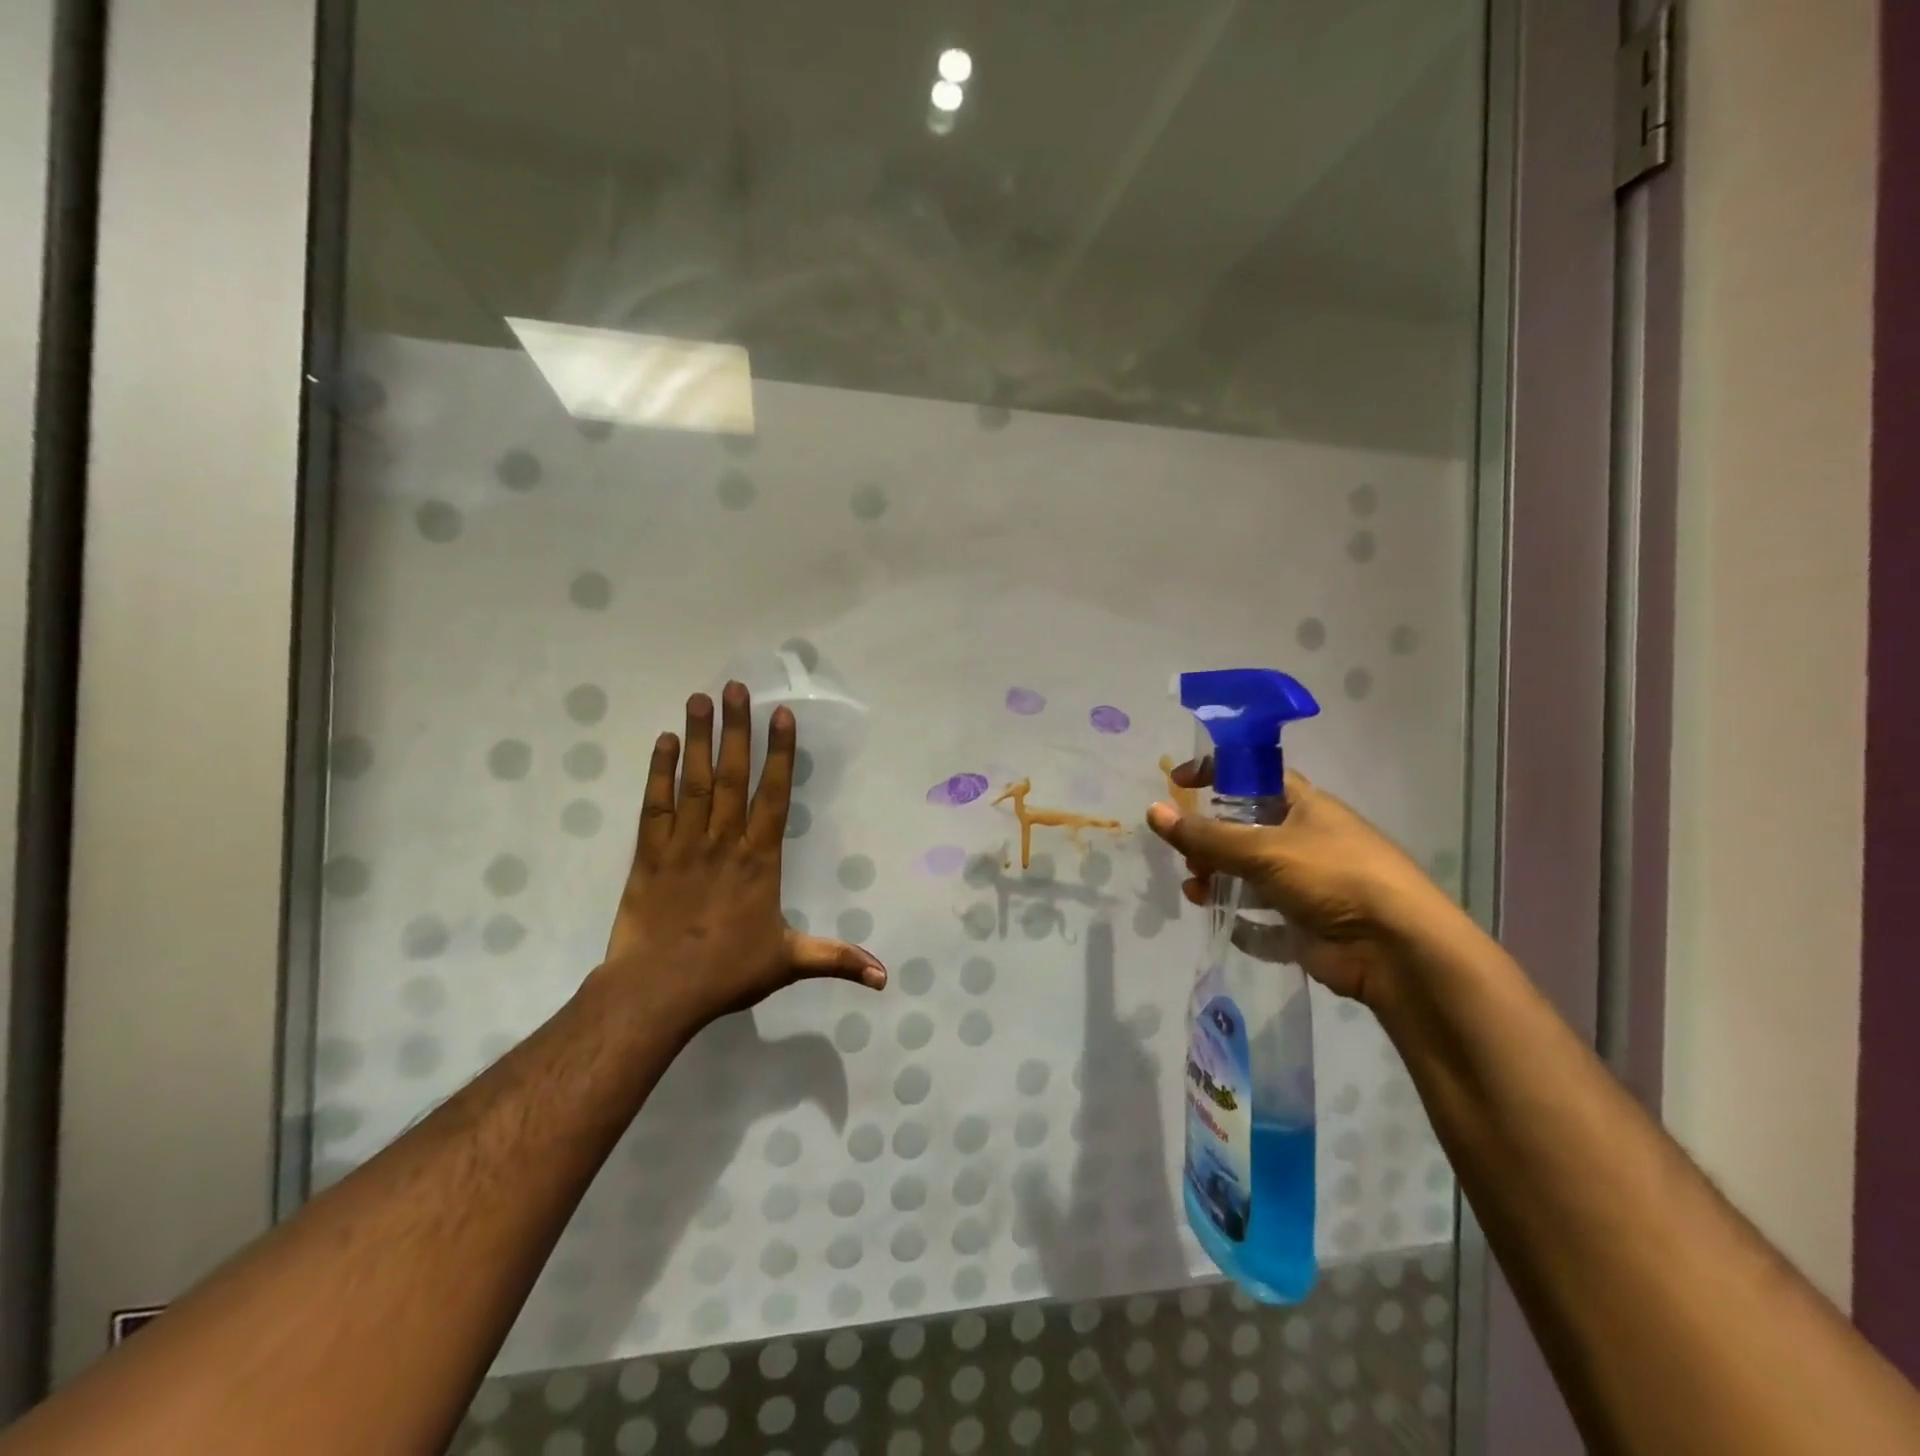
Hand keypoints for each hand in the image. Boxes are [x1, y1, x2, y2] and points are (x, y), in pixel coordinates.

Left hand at [601, 683, 886, 1029]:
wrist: (657, 991)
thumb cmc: (726, 972)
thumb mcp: (788, 962)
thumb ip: (836, 958)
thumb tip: (885, 977)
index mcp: (760, 859)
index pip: (774, 795)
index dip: (780, 754)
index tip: (781, 716)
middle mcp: (724, 840)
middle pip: (732, 775)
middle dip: (736, 729)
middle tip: (735, 688)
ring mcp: (683, 843)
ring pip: (694, 781)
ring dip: (698, 737)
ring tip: (700, 698)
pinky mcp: (648, 854)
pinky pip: (655, 804)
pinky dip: (658, 771)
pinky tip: (664, 741)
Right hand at [1145, 765, 1450, 1004]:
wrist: (1397, 949)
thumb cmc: (1333, 877)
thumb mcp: (1263, 848)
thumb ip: (1205, 835)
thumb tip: (1153, 811)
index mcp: (1304, 805)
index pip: (1252, 775)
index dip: (1216, 772)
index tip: (1178, 782)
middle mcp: (1304, 839)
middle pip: (1243, 830)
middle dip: (1209, 842)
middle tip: (1189, 857)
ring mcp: (1306, 883)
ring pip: (1248, 874)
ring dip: (1217, 881)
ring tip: (1197, 893)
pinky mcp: (1306, 924)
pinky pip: (1263, 918)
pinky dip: (1242, 921)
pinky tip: (1226, 924)